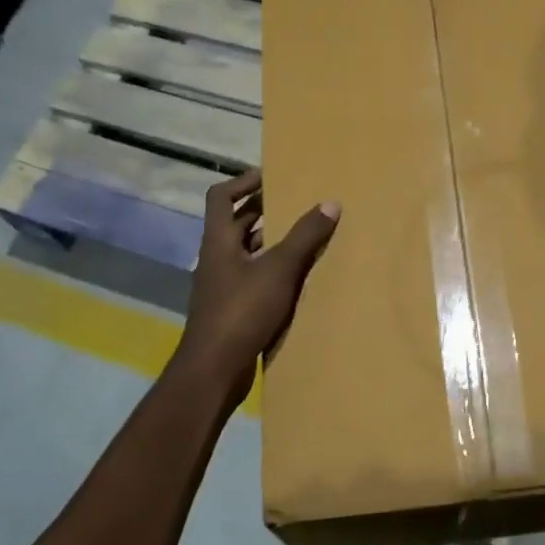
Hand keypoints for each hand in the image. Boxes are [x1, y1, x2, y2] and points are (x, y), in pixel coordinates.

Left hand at [177, 170, 339, 406]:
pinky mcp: (231, 308)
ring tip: (304, 236)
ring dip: (270, 241)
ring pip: (246, 252)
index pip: (222, 196)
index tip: (272, 176)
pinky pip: (252, 277)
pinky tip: (297, 277)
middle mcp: (216, 258)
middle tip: (297, 202)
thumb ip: (304, 236)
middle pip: (236, 223)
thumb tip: (330, 203)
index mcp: (219, 241)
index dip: (244, 181)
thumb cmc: (242, 310)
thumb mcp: (279, 269)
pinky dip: (272, 270)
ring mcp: (221, 285)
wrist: (214, 368)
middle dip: (264, 210)